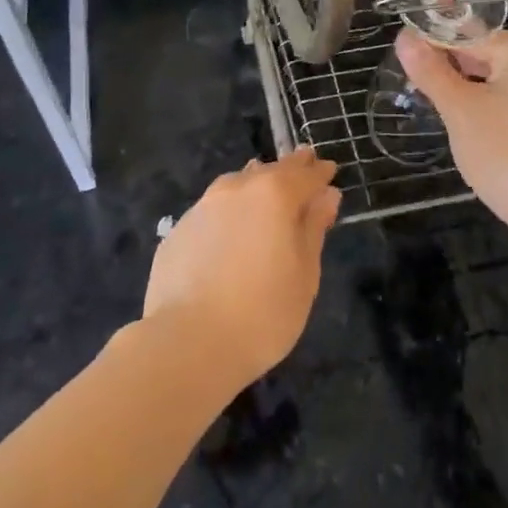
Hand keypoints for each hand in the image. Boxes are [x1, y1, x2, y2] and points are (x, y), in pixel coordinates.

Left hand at [142, 148, 340, 388]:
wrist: (188, 343)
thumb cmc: (263, 312)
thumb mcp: (305, 273)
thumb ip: (313, 228)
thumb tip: (326, 195)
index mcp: (274, 194)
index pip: (304, 174)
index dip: (319, 172)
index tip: (329, 169)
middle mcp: (237, 189)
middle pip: (270, 171)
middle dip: (290, 169)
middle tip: (303, 164)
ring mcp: (203, 207)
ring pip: (237, 184)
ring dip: (255, 183)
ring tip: (266, 190)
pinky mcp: (179, 230)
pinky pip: (213, 210)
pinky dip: (229, 211)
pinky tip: (231, 229)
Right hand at [397, 27, 507, 235]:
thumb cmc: (505, 153)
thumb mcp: (459, 109)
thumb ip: (430, 70)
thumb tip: (404, 36)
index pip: (468, 36)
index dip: (432, 47)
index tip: (405, 64)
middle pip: (484, 56)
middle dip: (450, 71)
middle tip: (416, 90)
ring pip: (497, 80)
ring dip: (467, 92)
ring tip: (438, 109)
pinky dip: (489, 108)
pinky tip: (471, 129)